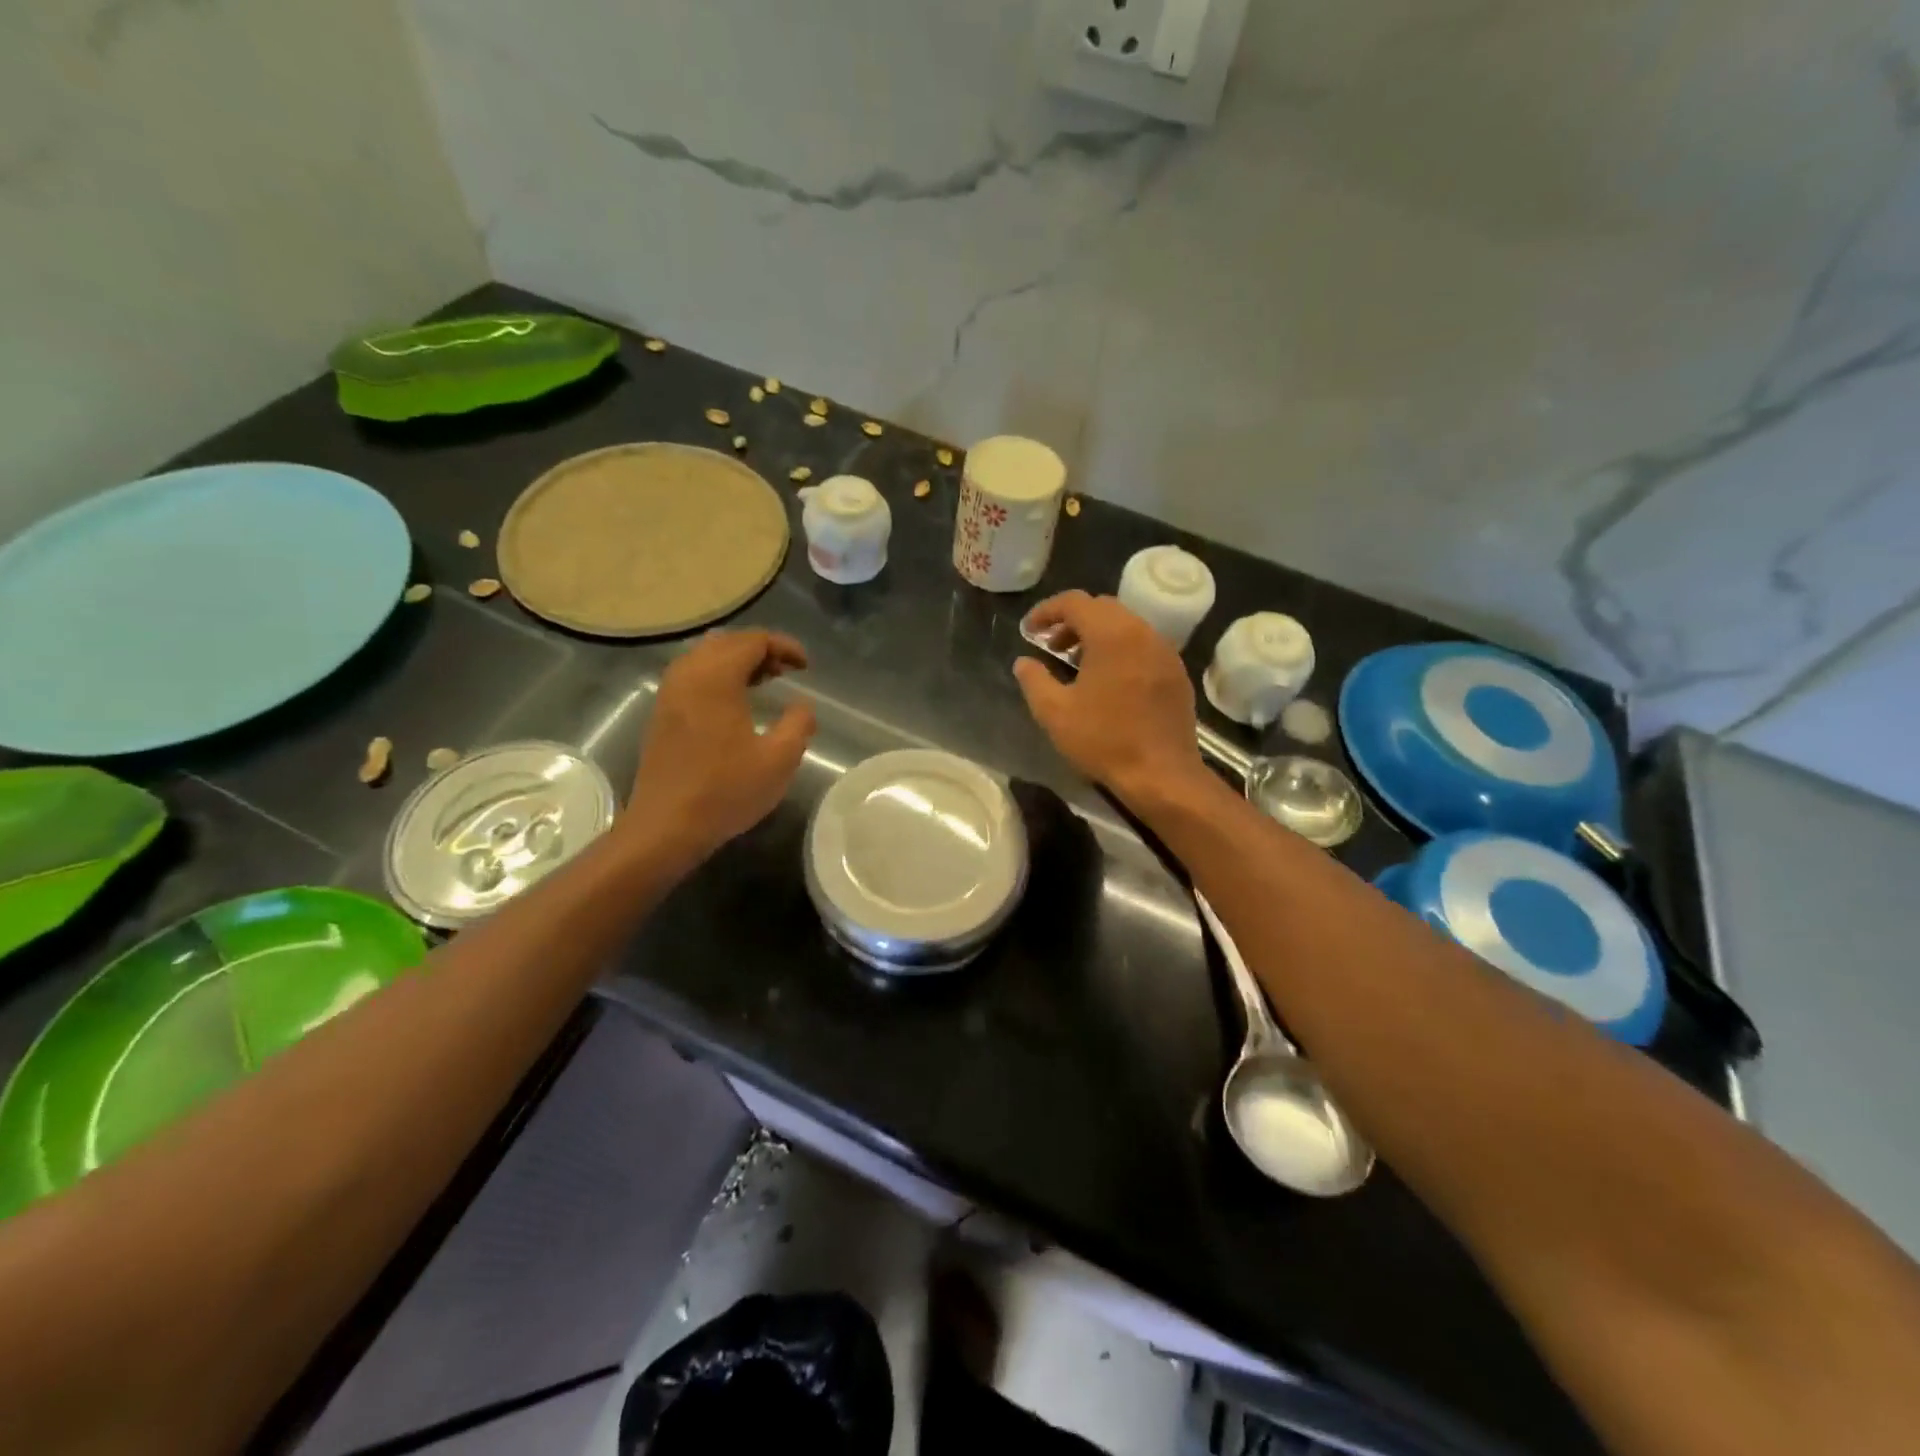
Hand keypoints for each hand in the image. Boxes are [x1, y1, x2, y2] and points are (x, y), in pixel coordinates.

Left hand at [628, 630, 816, 861]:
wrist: (666, 826)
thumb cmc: (725, 791)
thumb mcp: (779, 760)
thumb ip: (799, 724)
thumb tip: (802, 706)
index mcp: (716, 679)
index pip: (753, 641)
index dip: (784, 646)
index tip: (806, 666)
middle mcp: (687, 675)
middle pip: (727, 642)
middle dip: (761, 650)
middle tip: (787, 671)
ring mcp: (669, 693)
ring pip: (706, 657)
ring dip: (738, 662)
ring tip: (765, 682)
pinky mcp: (662, 713)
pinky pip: (693, 675)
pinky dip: (719, 676)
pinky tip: (736, 703)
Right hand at [1013, 591, 1205, 802]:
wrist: (1162, 774)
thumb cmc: (1104, 740)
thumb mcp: (1055, 712)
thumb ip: (1034, 680)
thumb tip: (1023, 662)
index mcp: (1112, 634)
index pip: (1075, 602)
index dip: (1046, 611)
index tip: (1028, 630)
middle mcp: (1143, 632)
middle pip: (1103, 608)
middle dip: (1072, 620)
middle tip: (1050, 646)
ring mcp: (1165, 652)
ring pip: (1125, 625)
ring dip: (1097, 634)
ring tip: (1075, 662)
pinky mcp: (1176, 673)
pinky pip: (1143, 645)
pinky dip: (1120, 649)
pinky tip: (1108, 680)